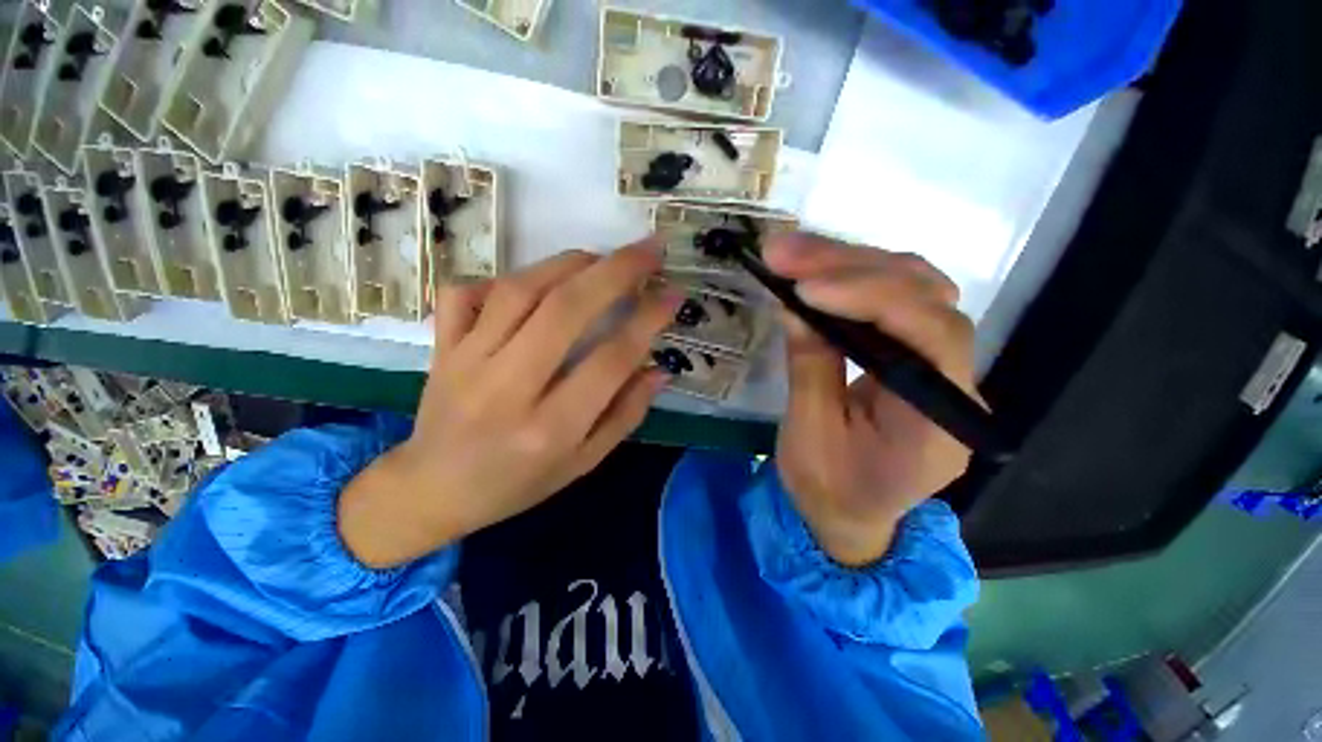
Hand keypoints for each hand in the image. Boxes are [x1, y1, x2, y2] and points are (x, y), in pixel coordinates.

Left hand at [339, 244, 678, 567]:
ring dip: (569, 264)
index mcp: (551, 428)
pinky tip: (533, 283)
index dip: (648, 320)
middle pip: (565, 311)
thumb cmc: (519, 483)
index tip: (672, 294)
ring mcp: (467, 361)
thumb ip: (625, 414)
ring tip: (602, 258)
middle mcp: (509, 389)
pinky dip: (502, 278)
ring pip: (520, 291)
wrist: (433, 490)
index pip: (610, 360)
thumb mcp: (584, 462)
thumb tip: (658, 369)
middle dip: (616, 271)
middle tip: (649, 250)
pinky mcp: (442, 347)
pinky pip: (466, 294)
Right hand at [763, 234, 979, 566]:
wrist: (851, 514)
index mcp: (936, 423)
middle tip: (784, 252)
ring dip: (852, 261)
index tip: (806, 289)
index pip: (930, 335)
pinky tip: (819, 269)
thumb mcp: (808, 434)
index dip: (871, 299)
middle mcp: (956, 384)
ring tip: (794, 252)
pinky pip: (898, 300)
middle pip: (925, 297)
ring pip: (916, 288)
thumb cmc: (828, 489)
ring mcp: (940, 365)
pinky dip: (856, 277)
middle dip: (850, 266)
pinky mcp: (917, 354)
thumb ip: (810, 366)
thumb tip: (794, 304)